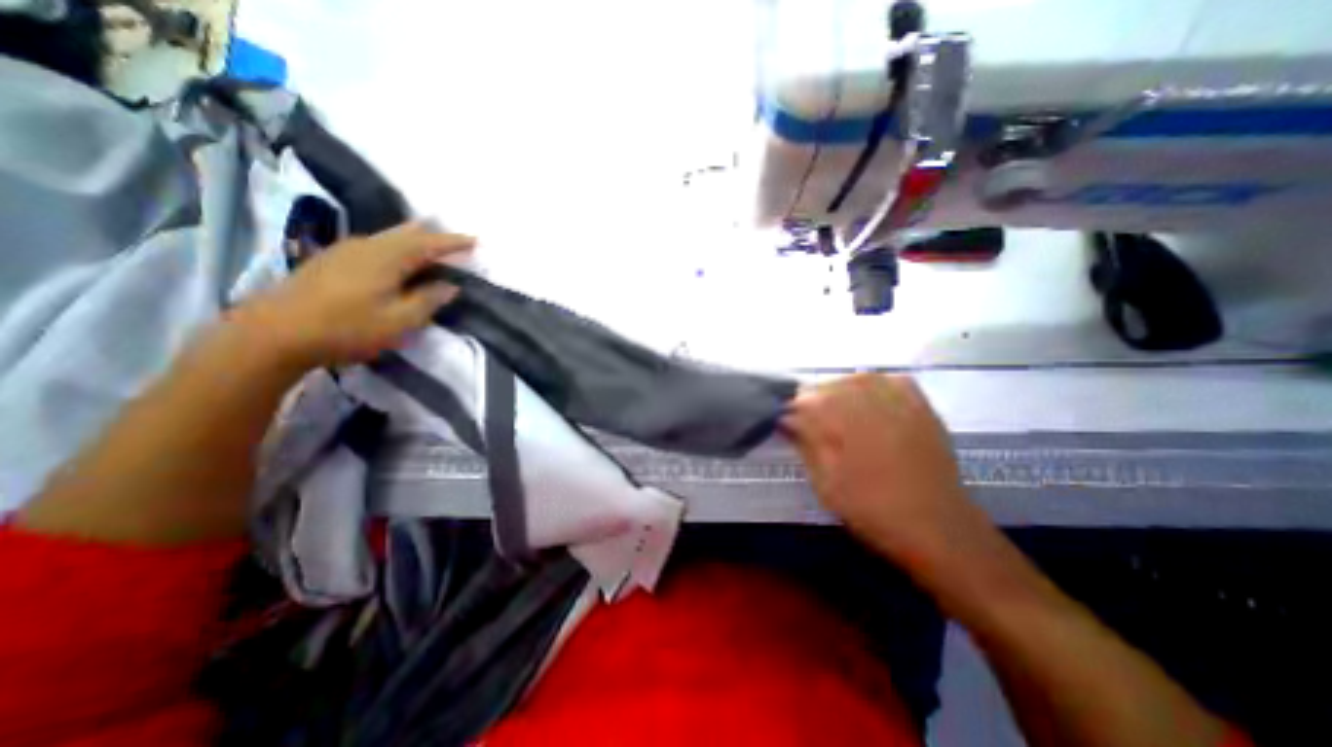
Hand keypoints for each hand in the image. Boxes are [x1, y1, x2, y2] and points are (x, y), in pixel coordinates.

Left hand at [234, 222, 471, 370]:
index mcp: (388, 258)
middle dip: (433, 235)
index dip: (454, 242)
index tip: (476, 241)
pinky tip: (393, 259)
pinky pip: (373, 245)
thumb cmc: (347, 328)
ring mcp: (345, 251)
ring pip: (388, 237)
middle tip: (454, 240)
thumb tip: (450, 285)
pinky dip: (394, 248)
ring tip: (429, 247)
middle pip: (406, 232)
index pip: (429, 243)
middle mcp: (367, 245)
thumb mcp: (399, 321)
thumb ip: (428, 300)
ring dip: (413, 240)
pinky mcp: (330, 260)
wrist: (273, 333)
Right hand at [783, 376, 981, 569]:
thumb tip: (786, 421)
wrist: (936, 526)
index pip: (803, 402)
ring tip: (838, 412)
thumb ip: (805, 445)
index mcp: (840, 422)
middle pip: (828, 386)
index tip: (789, 428)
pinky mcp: (920, 406)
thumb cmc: (871, 508)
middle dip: (813, 402)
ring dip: (840, 391)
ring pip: (857, 379)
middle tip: (812, 425)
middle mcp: (868, 401)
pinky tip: (869, 400)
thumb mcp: (825, 482)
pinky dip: (875, 385)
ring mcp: (898, 401)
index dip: (792, 414)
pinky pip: (891, 380)